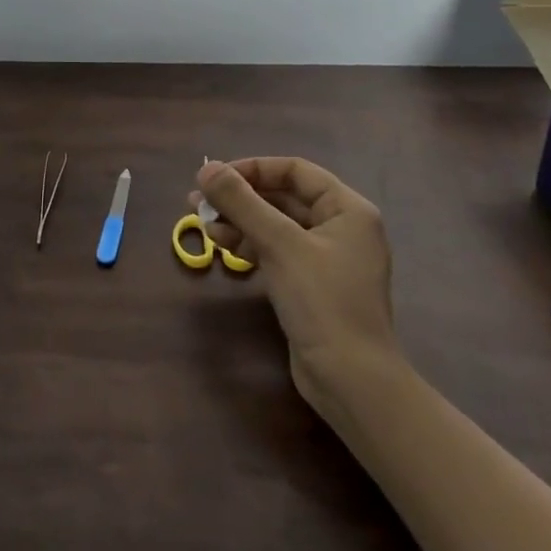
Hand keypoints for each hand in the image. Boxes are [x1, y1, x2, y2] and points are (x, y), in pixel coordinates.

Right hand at [192, 157, 396, 399]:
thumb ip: (242, 203)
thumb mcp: (280, 245)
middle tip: (199, 199)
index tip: (216, 177)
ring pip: (276, 225)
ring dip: (239, 220)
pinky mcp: (312, 285)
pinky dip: (250, 244)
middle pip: (283, 197)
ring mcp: (327, 259)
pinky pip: (277, 251)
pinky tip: (222, 245)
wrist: (352, 381)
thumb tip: (206, 169)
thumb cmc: (322, 302)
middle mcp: (341, 228)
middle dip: (241, 197)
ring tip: (201, 221)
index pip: (296, 171)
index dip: (254, 169)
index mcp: (347, 210)